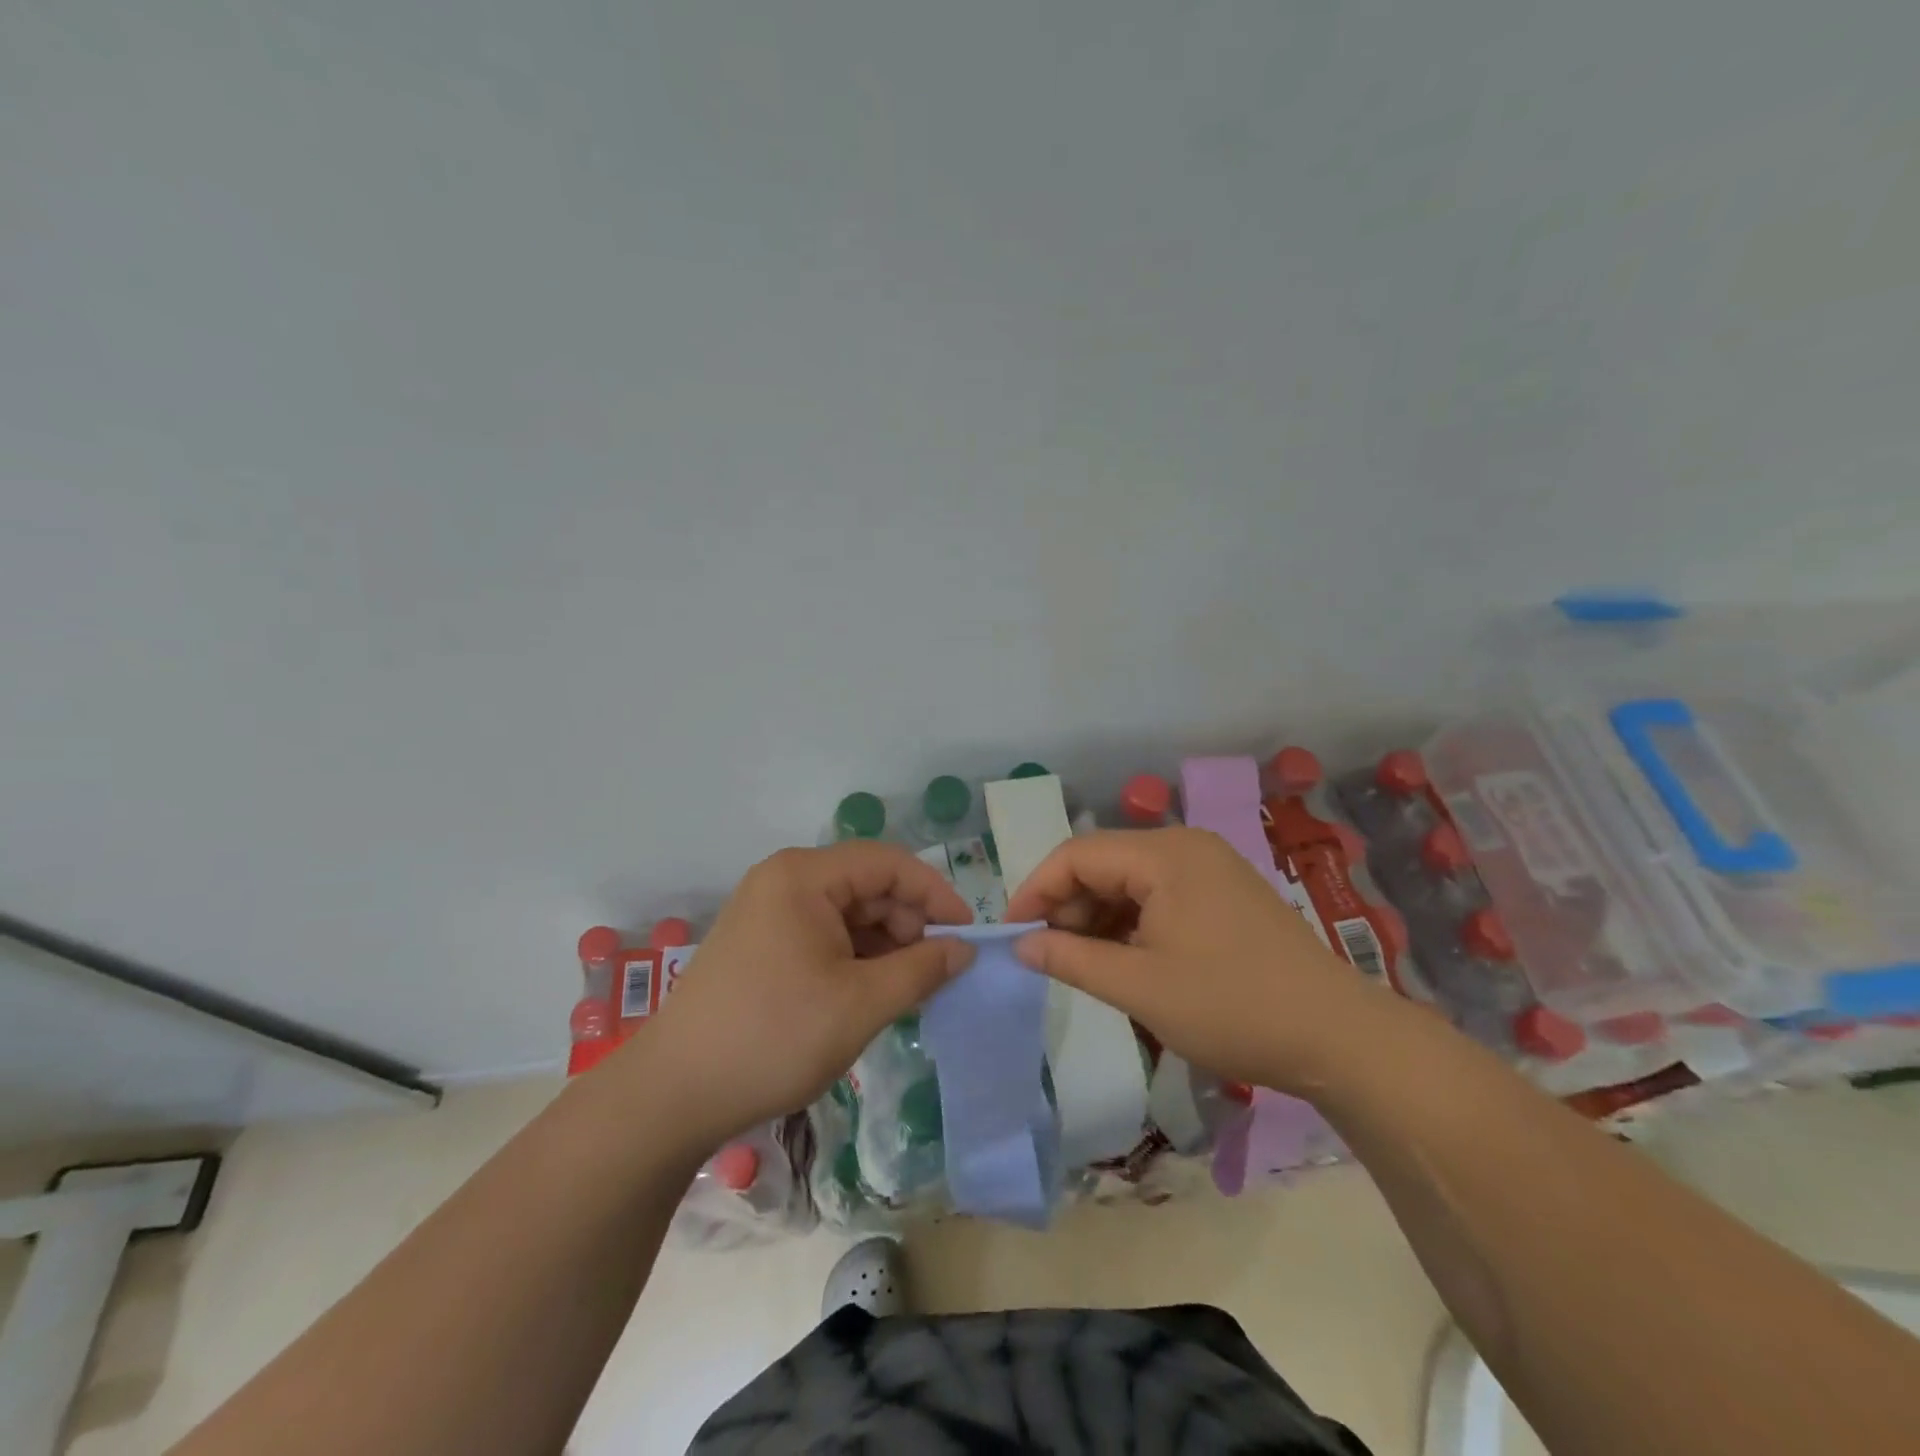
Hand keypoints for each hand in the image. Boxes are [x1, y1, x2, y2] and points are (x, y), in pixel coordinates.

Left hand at [637, 842, 974, 1147]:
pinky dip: (855, 959)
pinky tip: (870, 994)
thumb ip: (921, 969)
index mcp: (804, 876)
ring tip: (906, 991)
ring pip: (848, 913)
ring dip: (884, 946)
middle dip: (908, 925)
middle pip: (867, 886)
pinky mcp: (761, 942)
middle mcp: (785, 880)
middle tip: (936, 973)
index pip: (889, 863)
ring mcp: (768, 911)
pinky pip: (824, 935)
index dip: (935, 894)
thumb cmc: (774, 1037)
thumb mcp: (860, 1004)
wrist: (675, 1094)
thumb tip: (963, 949)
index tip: (966, 936)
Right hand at [1005, 828, 1385, 1095]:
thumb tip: (1022, 946)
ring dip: (1098, 916)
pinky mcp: (1224, 892)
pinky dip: (1131, 922)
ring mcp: (1209, 867)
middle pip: (1104, 862)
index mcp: (1165, 855)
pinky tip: (1123, 958)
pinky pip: (1159, 894)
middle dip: (1068, 905)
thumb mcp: (1141, 988)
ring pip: (1130, 880)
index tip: (1012, 934)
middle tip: (1048, 955)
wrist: (1339, 1037)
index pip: (1078, 854)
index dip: (1036, 890)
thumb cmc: (1232, 1008)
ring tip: (1083, 962)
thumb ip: (1073, 960)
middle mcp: (1186, 846)